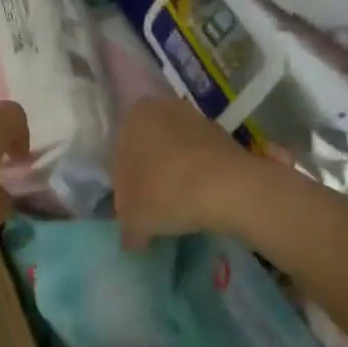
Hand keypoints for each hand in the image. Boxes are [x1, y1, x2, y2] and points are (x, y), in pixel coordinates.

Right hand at [113, 96, 255, 248]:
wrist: (228, 189)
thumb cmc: (164, 193)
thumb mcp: (132, 219)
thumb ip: (126, 227)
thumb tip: (131, 238)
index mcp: (132, 117)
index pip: (118, 153)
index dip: (123, 184)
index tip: (131, 207)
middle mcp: (163, 108)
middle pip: (149, 149)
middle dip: (149, 176)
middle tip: (152, 208)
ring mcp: (198, 119)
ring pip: (176, 152)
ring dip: (175, 176)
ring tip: (178, 208)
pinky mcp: (226, 135)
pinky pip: (202, 160)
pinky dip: (198, 177)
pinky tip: (200, 201)